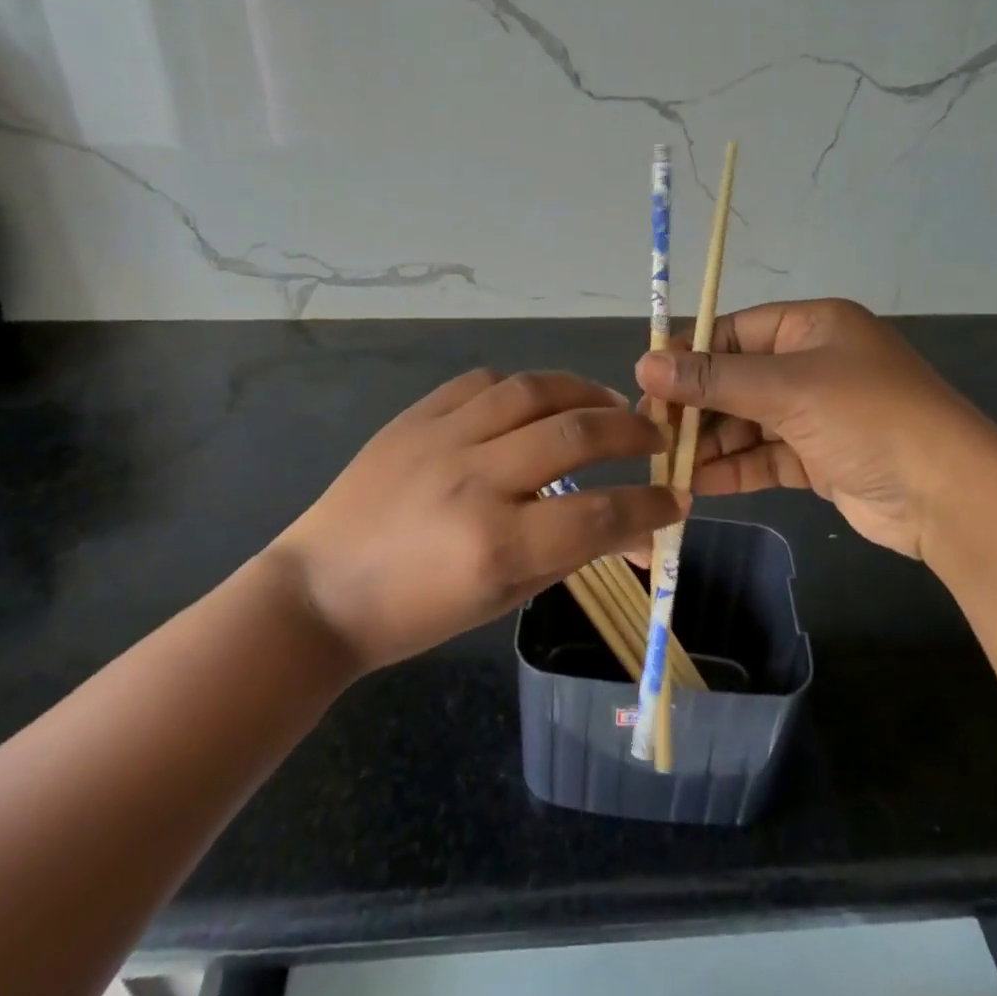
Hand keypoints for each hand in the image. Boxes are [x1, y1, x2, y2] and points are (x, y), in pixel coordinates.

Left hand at [268, 369, 686, 671]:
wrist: (319, 591)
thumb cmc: (415, 613)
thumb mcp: (501, 598)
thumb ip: (571, 555)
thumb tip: (636, 534)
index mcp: (497, 544)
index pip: (600, 514)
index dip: (650, 506)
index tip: (676, 498)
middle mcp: (475, 480)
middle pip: (577, 434)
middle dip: (632, 433)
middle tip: (656, 437)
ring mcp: (441, 439)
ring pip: (534, 391)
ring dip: (585, 392)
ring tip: (609, 405)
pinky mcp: (415, 416)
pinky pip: (483, 382)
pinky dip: (523, 388)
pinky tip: (538, 401)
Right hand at [635, 299, 996, 560]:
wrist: (950, 497)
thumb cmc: (869, 418)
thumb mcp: (788, 389)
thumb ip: (714, 379)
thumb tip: (645, 364)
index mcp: (811, 327)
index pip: (733, 332)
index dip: (689, 356)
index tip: (648, 384)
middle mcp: (811, 363)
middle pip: (735, 378)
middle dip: (695, 406)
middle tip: (652, 433)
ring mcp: (815, 413)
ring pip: (745, 421)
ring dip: (709, 443)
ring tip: (667, 465)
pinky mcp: (818, 457)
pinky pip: (763, 456)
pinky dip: (733, 469)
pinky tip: (697, 485)